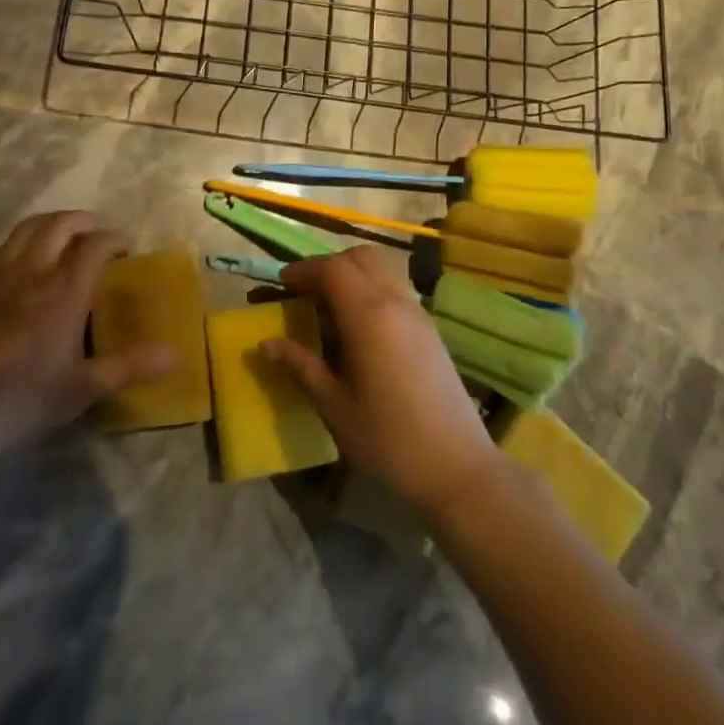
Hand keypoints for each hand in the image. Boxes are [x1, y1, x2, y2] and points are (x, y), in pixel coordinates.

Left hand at [0, 211, 172, 456]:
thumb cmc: (23, 400)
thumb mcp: (83, 388)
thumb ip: (129, 366)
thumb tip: (175, 353)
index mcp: (63, 291)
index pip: (94, 245)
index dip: (114, 239)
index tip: (126, 248)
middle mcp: (31, 273)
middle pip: (58, 224)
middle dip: (83, 221)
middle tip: (97, 235)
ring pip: (24, 230)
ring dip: (48, 225)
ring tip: (61, 238)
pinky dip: (13, 245)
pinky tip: (16, 263)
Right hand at [261, 246, 500, 516]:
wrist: (457, 467)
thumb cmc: (388, 439)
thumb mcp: (334, 405)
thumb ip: (301, 366)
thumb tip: (266, 344)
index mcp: (369, 316)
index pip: (333, 269)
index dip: (304, 270)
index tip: (282, 285)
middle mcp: (396, 302)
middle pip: (361, 258)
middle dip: (329, 266)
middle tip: (306, 292)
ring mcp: (418, 313)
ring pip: (383, 269)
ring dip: (353, 274)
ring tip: (331, 308)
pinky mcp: (430, 328)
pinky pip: (397, 288)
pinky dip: (372, 289)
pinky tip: (360, 327)